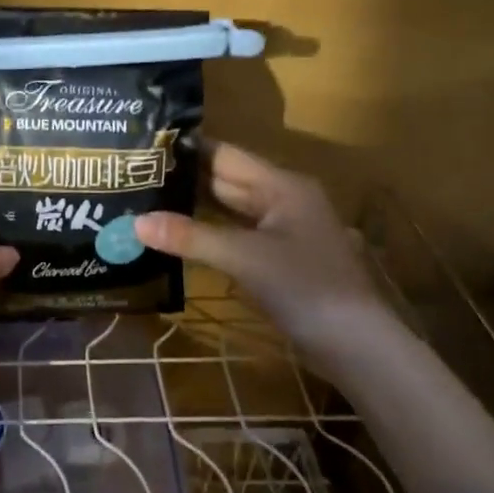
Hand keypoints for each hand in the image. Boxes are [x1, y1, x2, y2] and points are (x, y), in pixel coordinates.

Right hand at [135, 141, 388, 362]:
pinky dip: (211, 233)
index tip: (145, 146)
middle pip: (227, 180)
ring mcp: (284, 230)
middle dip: (185, 179)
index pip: (225, 155)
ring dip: (196, 207)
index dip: (187, 150)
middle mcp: (284, 199)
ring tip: (148, 200)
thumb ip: (190, 237)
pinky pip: (238, 234)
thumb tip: (135, 222)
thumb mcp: (244, 258)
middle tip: (136, 175)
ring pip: (232, 209)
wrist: (358, 347)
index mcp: (281, 185)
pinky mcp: (281, 259)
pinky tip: (181, 236)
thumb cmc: (305, 288)